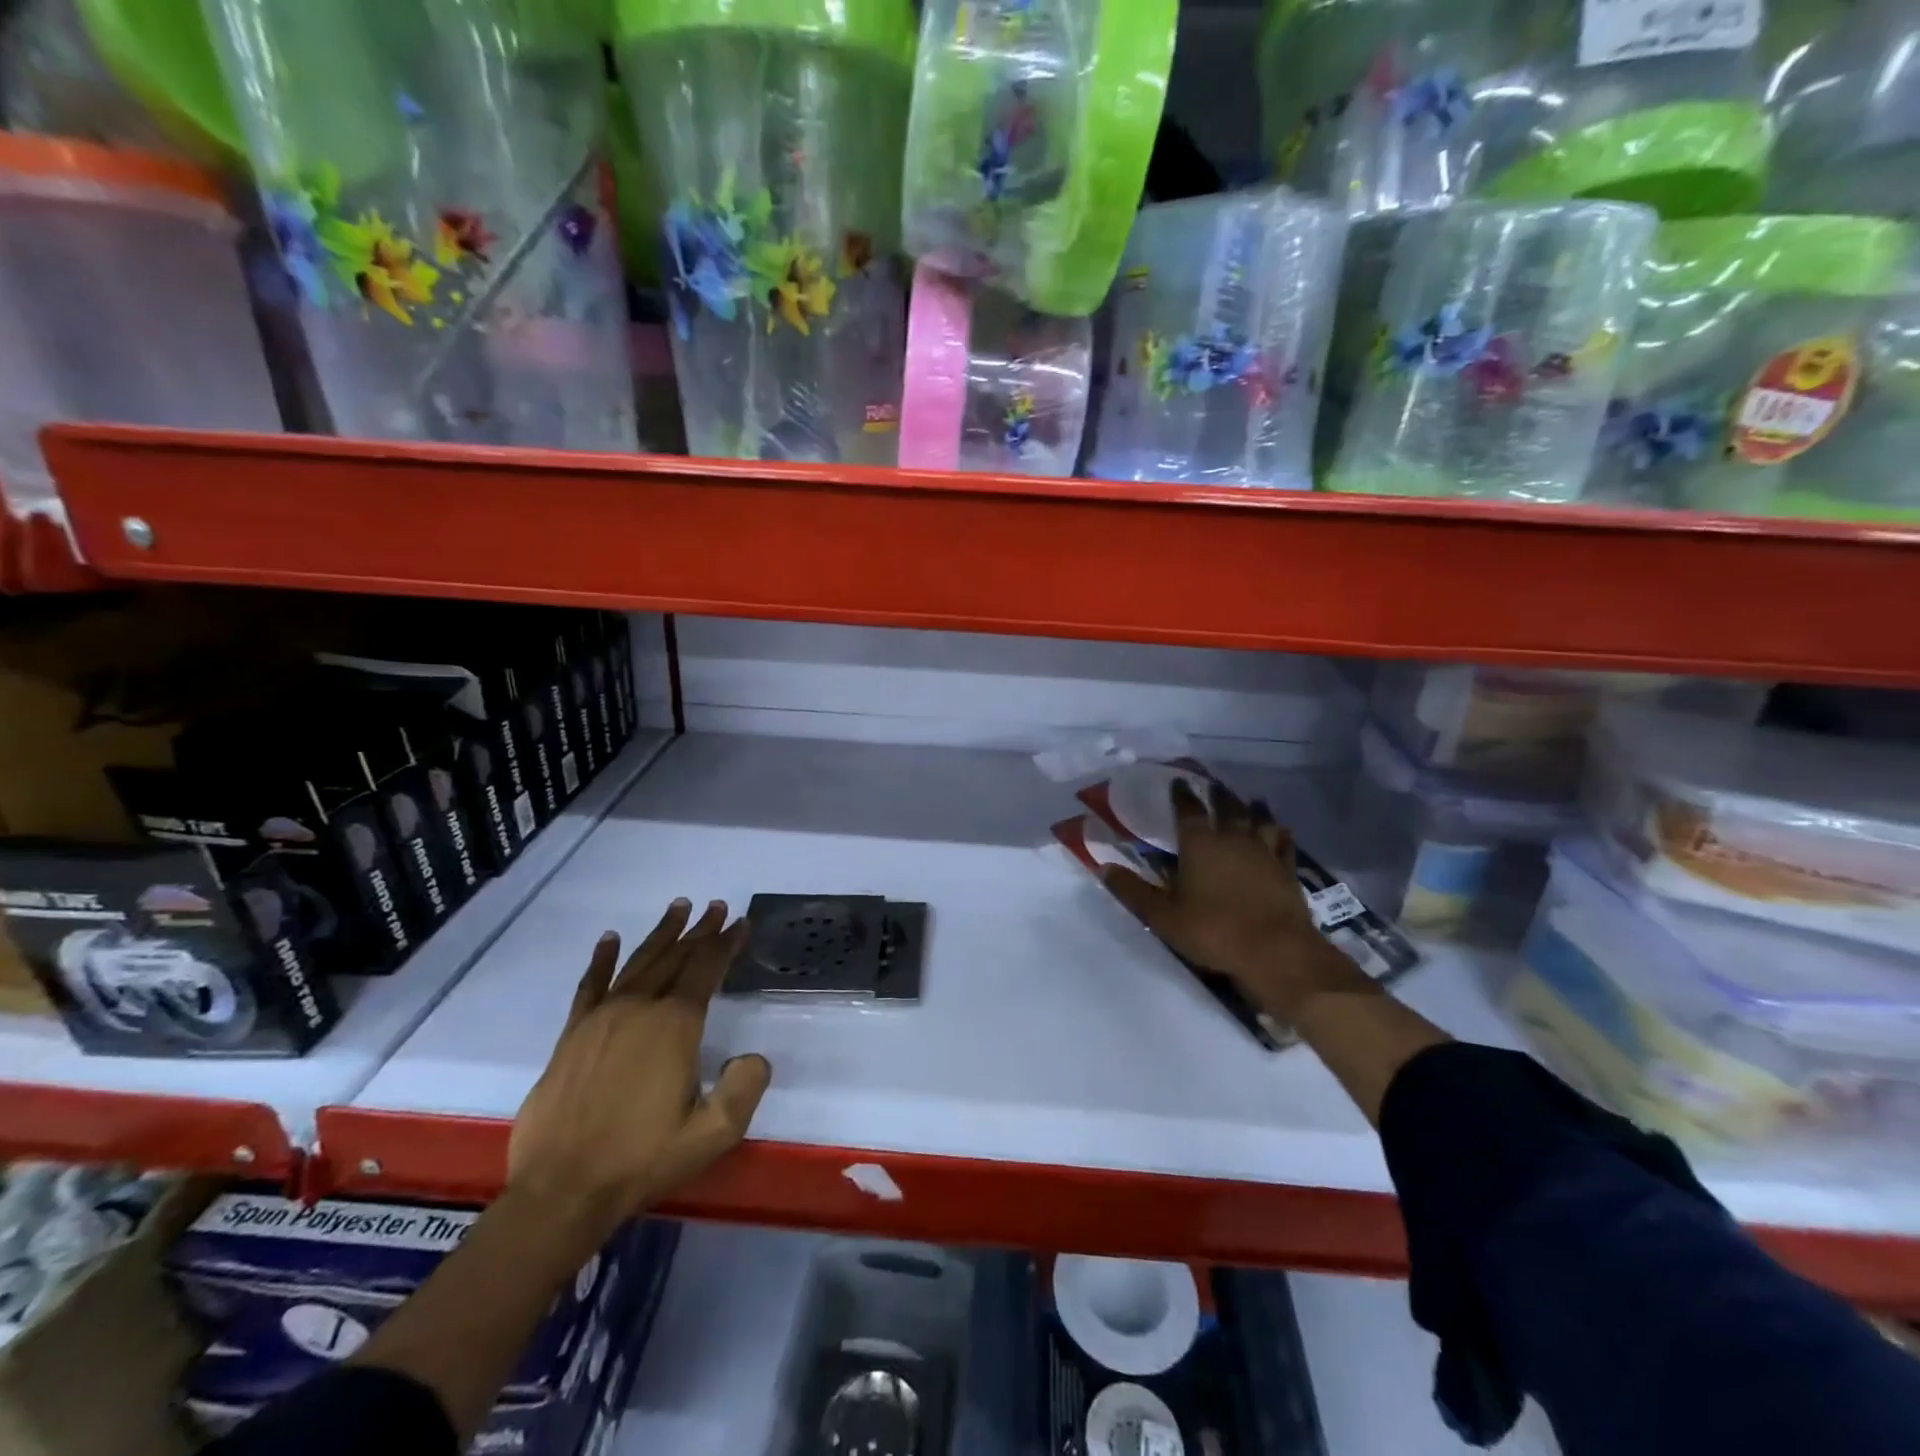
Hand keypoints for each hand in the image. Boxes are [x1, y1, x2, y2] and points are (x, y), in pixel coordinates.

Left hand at [508, 900, 771, 1239]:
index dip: (725, 943)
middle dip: (700, 931)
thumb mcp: (713, 1133)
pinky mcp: (572, 1035)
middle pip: (675, 957)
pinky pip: (590, 986)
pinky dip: (602, 959)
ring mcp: (601, 1018)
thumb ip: (744, 1088)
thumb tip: (753, 1057)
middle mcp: (639, 1009)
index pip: (706, 970)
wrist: (562, 1190)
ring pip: (638, 962)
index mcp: (674, 1025)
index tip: (739, 922)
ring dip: (661, 934)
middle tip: (716, 907)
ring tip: (678, 907)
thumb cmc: (642, 1159)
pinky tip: (609, 939)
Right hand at [1102, 778, 1357, 1019]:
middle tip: (1214, 785)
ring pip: (1260, 820)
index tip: (1178, 782)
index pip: (1188, 810)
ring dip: (1253, 808)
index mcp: (1200, 844)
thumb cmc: (1213, 930)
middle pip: (1227, 808)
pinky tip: (1282, 832)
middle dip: (1218, 795)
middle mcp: (1233, 839)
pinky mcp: (1288, 871)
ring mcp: (1264, 853)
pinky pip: (1284, 844)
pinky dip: (1281, 834)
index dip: (1182, 795)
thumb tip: (1103, 868)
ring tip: (1251, 800)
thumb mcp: (1162, 916)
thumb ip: (1132, 891)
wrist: (1276, 952)